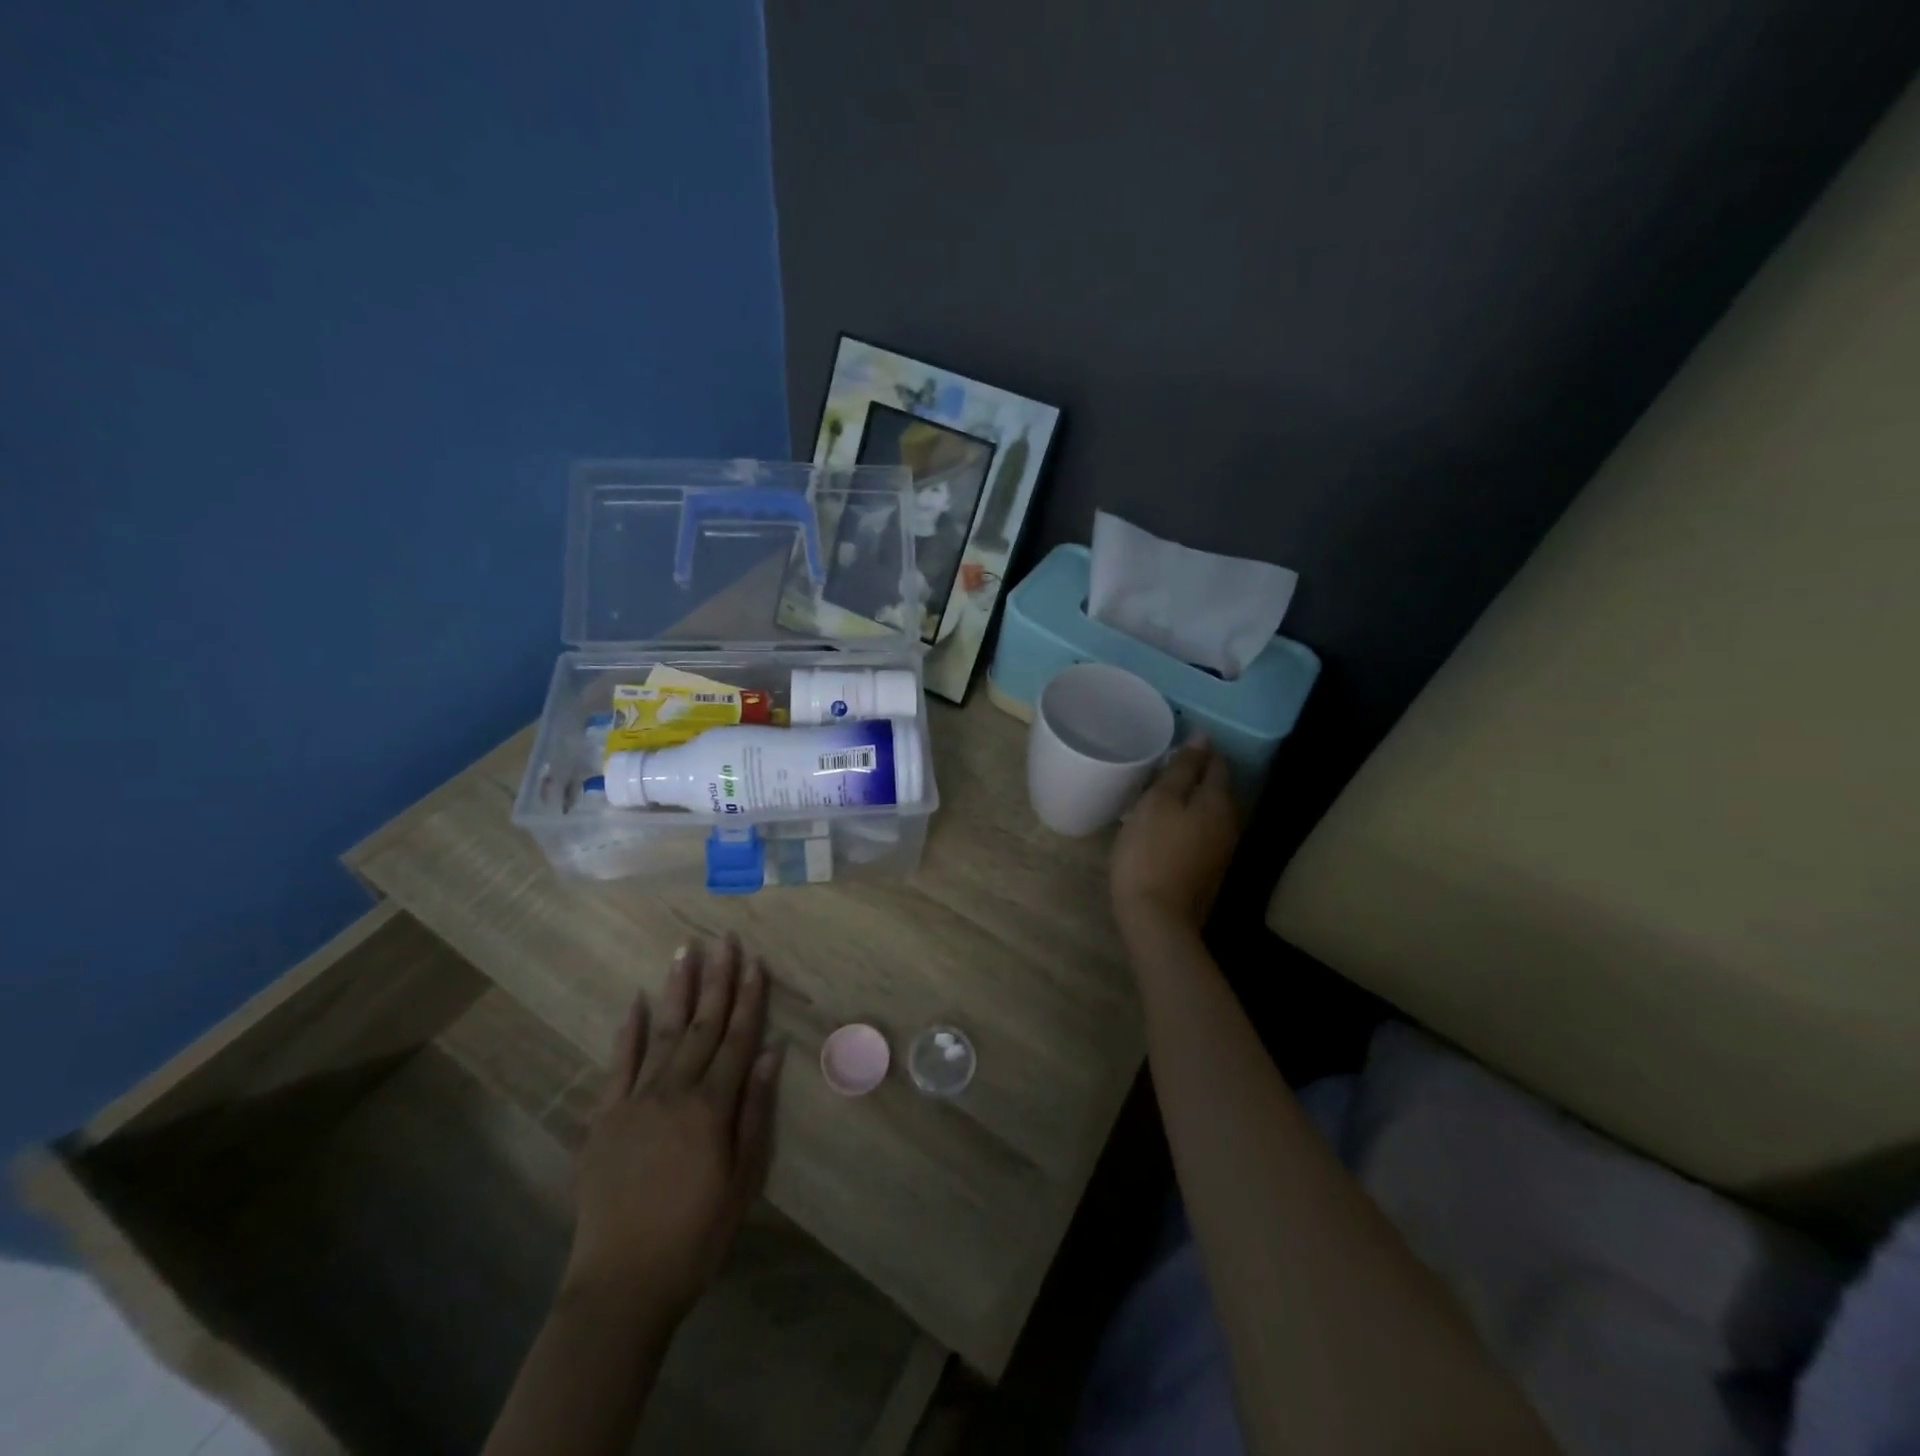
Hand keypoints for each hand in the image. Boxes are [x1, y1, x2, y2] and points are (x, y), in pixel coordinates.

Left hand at [565, 935, 781, 1322]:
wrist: (622, 1284)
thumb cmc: (696, 1235)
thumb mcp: (744, 1179)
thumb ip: (756, 1111)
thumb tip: (772, 1051)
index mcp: (712, 1106)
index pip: (737, 1038)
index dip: (749, 997)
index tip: (755, 960)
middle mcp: (675, 1091)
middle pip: (703, 1025)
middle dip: (717, 979)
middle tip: (723, 938)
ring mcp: (635, 1101)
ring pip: (663, 1033)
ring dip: (678, 991)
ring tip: (685, 951)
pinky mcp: (604, 1118)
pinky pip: (618, 1065)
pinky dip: (629, 1032)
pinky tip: (637, 1003)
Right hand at [1111, 737, 1239, 935]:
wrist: (1157, 918)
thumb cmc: (1151, 852)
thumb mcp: (1159, 802)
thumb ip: (1182, 769)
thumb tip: (1202, 737)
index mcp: (1218, 802)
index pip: (1217, 763)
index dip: (1200, 749)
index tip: (1175, 742)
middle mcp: (1230, 823)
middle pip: (1219, 789)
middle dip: (1198, 774)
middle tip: (1166, 765)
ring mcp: (1223, 850)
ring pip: (1212, 812)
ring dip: (1193, 800)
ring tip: (1164, 793)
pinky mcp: (1210, 870)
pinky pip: (1204, 833)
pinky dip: (1190, 822)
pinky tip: (1168, 825)